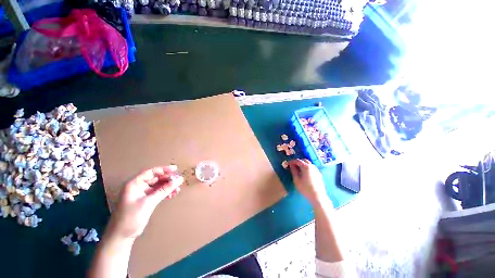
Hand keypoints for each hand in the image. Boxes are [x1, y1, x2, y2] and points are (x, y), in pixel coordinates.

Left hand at [106, 165, 183, 239]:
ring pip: (158, 185)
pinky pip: (158, 192)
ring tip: (178, 189)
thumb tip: (178, 180)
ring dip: (168, 186)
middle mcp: (138, 186)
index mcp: (134, 184)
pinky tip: (172, 195)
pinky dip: (165, 193)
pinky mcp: (146, 200)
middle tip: (179, 181)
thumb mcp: (149, 202)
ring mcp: (142, 193)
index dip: (164, 169)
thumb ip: (164, 190)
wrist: (122, 236)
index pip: (151, 172)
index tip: (176, 169)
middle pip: (156, 178)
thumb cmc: (131, 217)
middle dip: (168, 179)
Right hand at [288, 159, 328, 205]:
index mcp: (306, 167)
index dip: (291, 161)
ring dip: (302, 164)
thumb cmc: (305, 188)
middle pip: (304, 160)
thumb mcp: (296, 180)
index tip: (287, 163)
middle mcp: (312, 166)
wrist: (318, 197)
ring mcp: (316, 170)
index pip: (297, 161)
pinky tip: (304, 173)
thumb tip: (291, 165)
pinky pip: (312, 167)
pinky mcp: (319, 174)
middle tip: (292, 166)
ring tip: (298, 169)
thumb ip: (293, 171)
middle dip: (297, 162)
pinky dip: (307, 167)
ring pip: (308, 163)